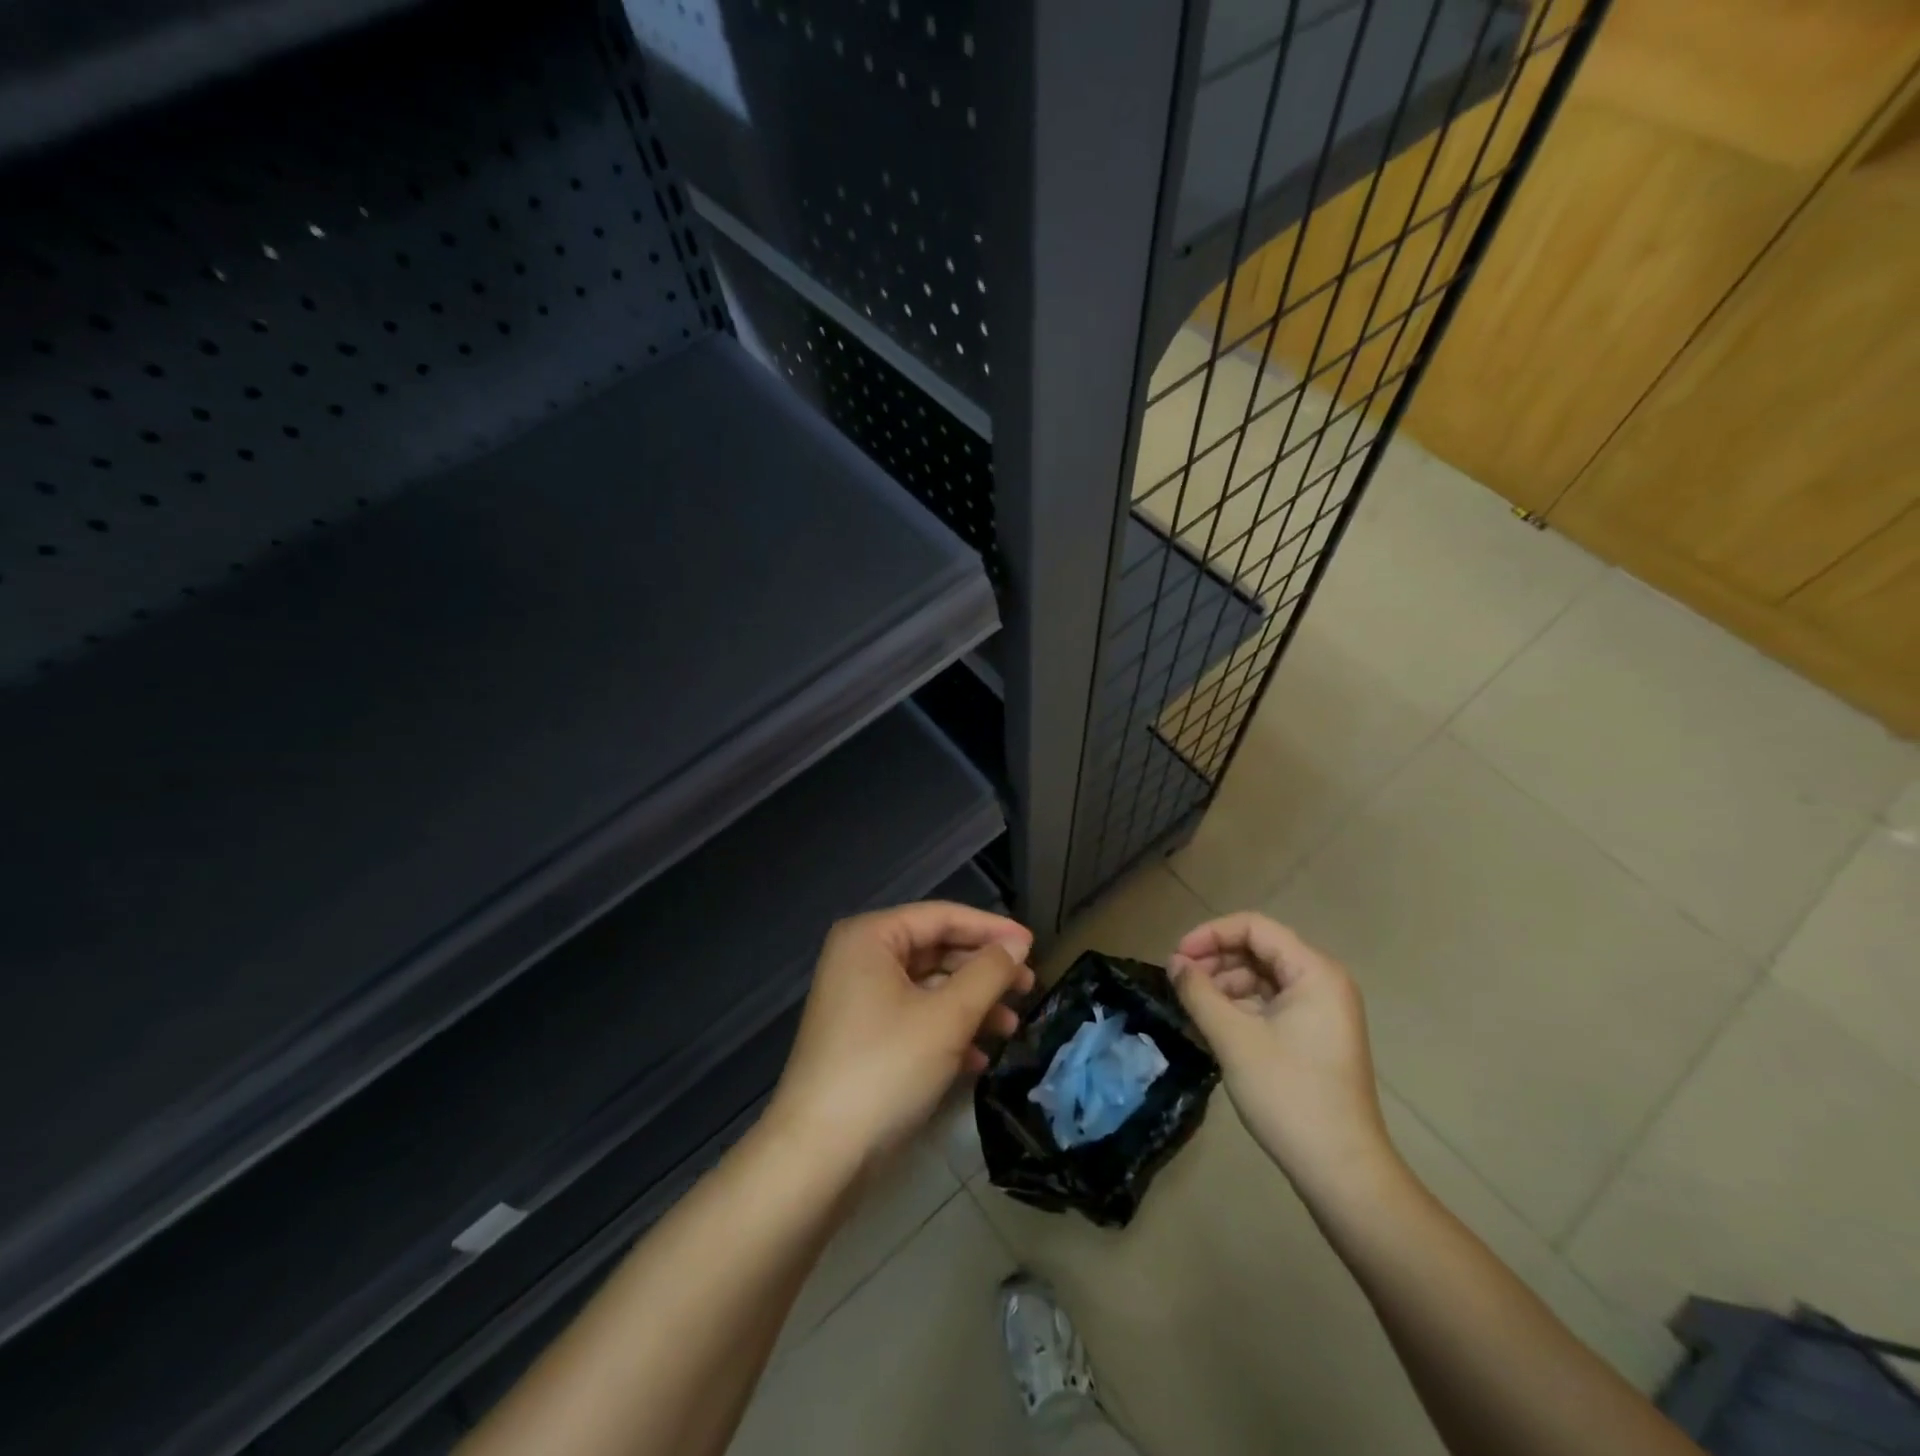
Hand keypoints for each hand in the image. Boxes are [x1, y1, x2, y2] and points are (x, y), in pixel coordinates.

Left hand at [767, 902, 1033, 1172]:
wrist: (819, 1156)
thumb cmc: (885, 1069)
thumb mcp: (947, 1017)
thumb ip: (988, 973)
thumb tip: (1017, 944)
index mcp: (870, 938)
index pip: (941, 916)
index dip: (991, 929)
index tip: (1034, 945)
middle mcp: (860, 959)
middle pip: (935, 950)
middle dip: (983, 971)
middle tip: (1029, 988)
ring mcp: (859, 1000)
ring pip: (928, 988)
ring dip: (971, 1005)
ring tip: (1012, 1028)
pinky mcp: (863, 1038)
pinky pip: (914, 1018)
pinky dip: (947, 1032)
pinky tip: (979, 1059)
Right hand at [1169, 913, 1395, 1201]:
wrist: (1341, 1171)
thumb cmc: (1288, 1095)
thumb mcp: (1233, 1038)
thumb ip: (1199, 992)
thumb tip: (1175, 963)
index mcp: (1314, 972)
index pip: (1254, 927)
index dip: (1210, 934)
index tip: (1176, 958)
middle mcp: (1323, 982)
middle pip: (1259, 949)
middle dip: (1215, 960)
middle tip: (1179, 982)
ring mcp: (1322, 1010)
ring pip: (1262, 977)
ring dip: (1224, 985)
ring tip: (1192, 1007)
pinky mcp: (1314, 1036)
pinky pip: (1271, 1003)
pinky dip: (1240, 1007)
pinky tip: (1213, 1025)